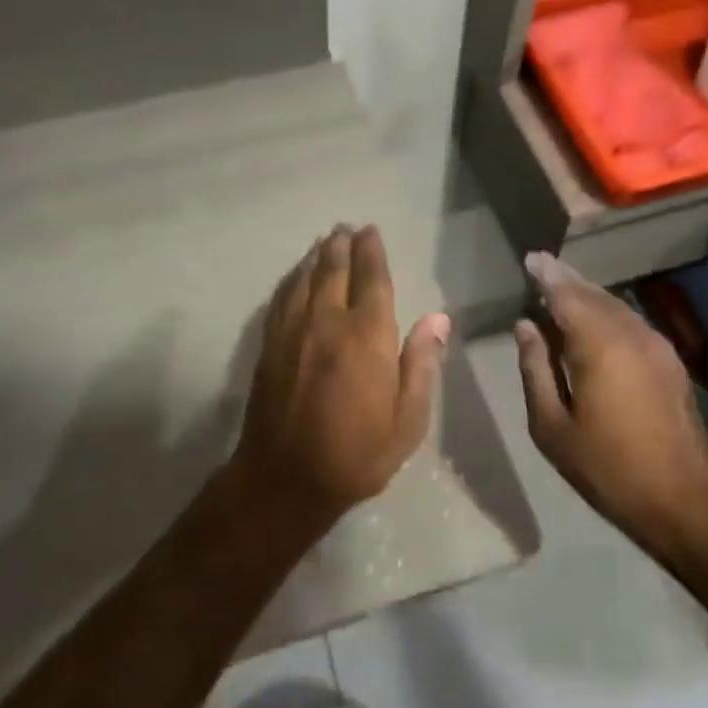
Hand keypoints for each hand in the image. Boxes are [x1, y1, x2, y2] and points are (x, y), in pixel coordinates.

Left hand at [234, 225, 449, 527]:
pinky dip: (291, 279)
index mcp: (366, 337)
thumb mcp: (407, 421)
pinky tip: (295, 274)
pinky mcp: (269, 345)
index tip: (371, 231)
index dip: (372, 252)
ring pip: (305, 279)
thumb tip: (438, 317)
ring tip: (325, 241)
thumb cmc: (356, 454)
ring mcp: (292, 331)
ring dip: (316, 256)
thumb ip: (421, 364)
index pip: (371, 280)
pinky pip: (282, 298)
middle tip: (346, 228)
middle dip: (342, 245)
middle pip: (334, 270)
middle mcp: (327, 322)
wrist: (285, 479)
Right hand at [514, 251, 707, 544]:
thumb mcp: (551, 426)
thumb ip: (535, 369)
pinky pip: (631, 322)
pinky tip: (594, 324)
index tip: (530, 259)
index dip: (547, 275)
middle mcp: (631, 334)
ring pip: (616, 306)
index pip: (566, 295)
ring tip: (563, 290)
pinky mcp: (671, 362)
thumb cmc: (607, 467)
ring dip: (588, 295)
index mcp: (599, 345)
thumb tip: (526, 326)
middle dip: (567, 279)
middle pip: (593, 294)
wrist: (684, 501)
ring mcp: (657, 346)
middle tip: (543, 267)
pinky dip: (608, 313)